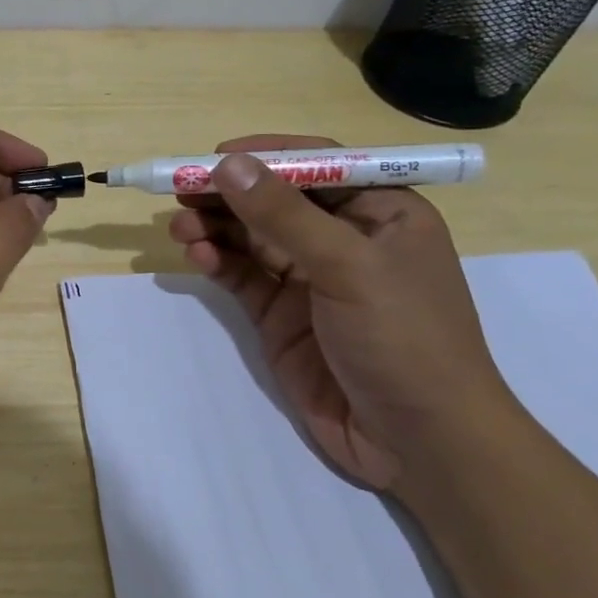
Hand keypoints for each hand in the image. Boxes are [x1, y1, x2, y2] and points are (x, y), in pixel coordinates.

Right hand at [167, 134, 515, 492]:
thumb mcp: (349, 267)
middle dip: (229, 194)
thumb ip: (285, 215)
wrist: (417, 441)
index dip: (265, 156)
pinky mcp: (280, 315)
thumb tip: (230, 164)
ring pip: (251, 237)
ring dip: (215, 227)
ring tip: (180, 229)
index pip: (318, 166)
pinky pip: (242, 276)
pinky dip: (218, 262)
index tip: (214, 157)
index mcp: (381, 213)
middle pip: (275, 199)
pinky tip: (198, 257)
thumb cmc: (404, 339)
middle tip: (181, 192)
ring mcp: (309, 278)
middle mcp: (343, 238)